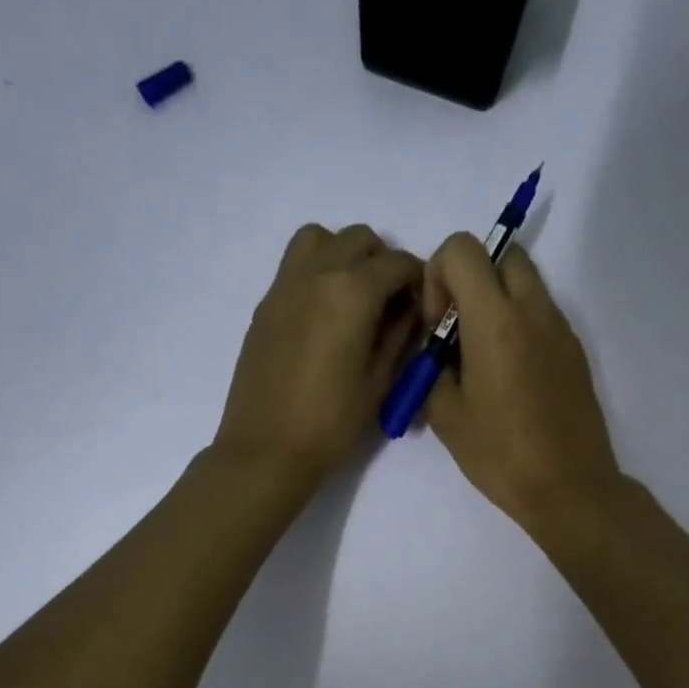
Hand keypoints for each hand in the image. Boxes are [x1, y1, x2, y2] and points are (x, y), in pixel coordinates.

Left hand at [213, 224, 422, 489]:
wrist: (266, 448)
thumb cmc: (331, 422)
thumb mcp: (380, 382)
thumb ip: (400, 335)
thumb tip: (410, 309)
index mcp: (351, 292)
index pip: (396, 261)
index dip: (418, 277)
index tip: (422, 302)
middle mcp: (316, 274)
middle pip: (358, 238)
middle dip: (382, 261)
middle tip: (391, 301)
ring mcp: (285, 285)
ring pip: (320, 239)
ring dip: (344, 254)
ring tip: (354, 296)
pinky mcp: (266, 304)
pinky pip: (296, 265)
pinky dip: (318, 271)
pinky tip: (326, 315)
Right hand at [421, 235, 622, 534]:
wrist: (569, 488)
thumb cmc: (501, 455)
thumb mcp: (446, 416)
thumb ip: (430, 367)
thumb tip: (433, 347)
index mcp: (496, 321)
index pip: (463, 248)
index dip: (438, 275)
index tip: (437, 323)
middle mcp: (533, 311)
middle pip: (502, 254)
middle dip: (471, 278)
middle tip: (458, 330)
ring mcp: (561, 329)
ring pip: (525, 281)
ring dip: (496, 300)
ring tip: (481, 356)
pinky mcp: (575, 350)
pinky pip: (542, 313)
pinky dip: (519, 323)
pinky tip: (509, 376)